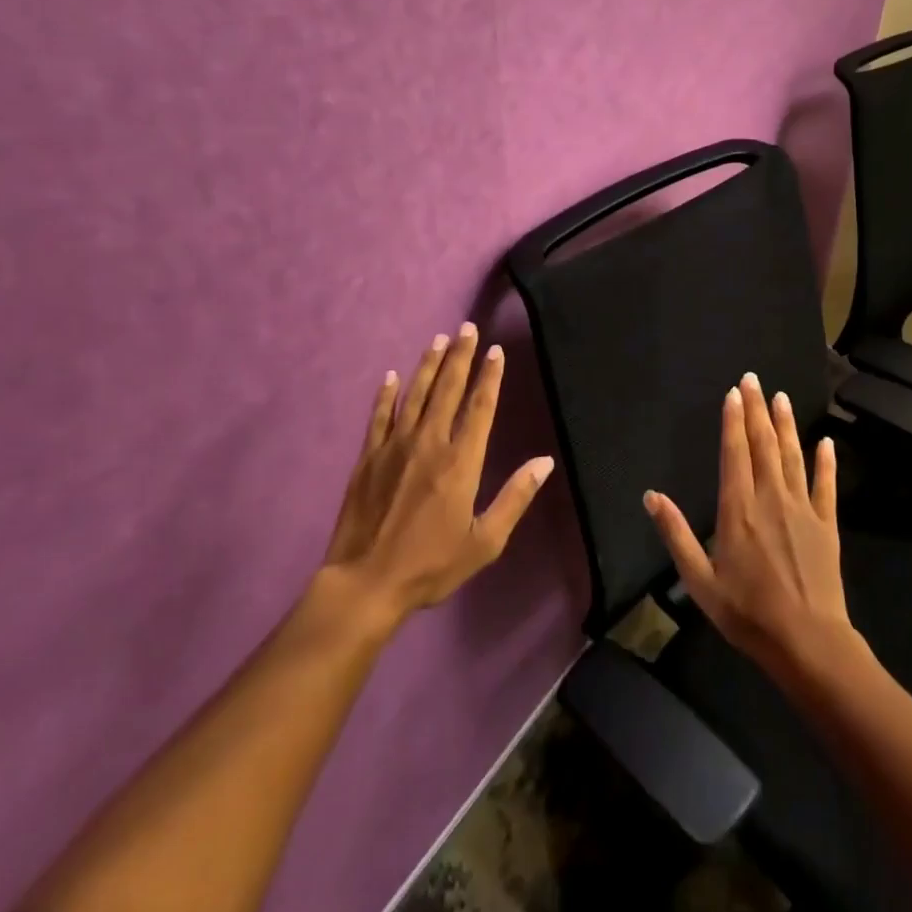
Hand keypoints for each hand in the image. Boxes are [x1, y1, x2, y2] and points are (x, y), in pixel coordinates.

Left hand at [318, 323, 554, 626]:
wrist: (367, 582)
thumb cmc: (431, 565)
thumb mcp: (485, 541)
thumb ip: (515, 497)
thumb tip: (545, 462)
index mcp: (461, 462)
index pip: (480, 407)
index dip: (489, 377)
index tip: (495, 351)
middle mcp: (429, 443)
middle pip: (447, 390)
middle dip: (460, 357)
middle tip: (466, 328)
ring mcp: (395, 447)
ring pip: (415, 395)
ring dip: (428, 365)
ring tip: (438, 340)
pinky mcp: (368, 458)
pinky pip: (379, 416)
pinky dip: (386, 394)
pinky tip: (392, 376)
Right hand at [642, 373, 858, 684]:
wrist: (807, 641)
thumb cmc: (747, 613)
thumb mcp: (699, 580)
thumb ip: (676, 534)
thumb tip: (651, 496)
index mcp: (737, 509)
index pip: (734, 453)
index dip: (733, 420)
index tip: (733, 392)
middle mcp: (770, 498)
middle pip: (763, 444)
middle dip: (757, 409)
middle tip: (754, 378)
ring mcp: (803, 509)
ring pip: (793, 456)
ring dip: (786, 424)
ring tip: (782, 397)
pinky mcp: (827, 525)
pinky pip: (826, 485)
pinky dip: (826, 462)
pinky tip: (826, 442)